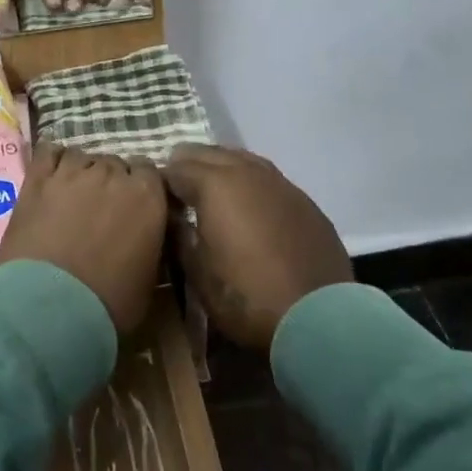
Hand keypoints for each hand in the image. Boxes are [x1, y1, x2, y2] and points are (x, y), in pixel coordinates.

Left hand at [0, 143, 167, 333]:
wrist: (51, 307)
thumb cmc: (109, 302)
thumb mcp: (149, 277)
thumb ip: (151, 241)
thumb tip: (146, 234)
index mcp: (147, 196)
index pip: (150, 172)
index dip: (141, 189)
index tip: (133, 208)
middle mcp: (113, 174)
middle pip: (116, 163)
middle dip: (111, 182)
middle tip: (101, 209)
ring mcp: (73, 172)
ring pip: (83, 156)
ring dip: (83, 172)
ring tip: (73, 196)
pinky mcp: (38, 178)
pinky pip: (49, 152)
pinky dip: (53, 160)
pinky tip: (51, 176)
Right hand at [161, 145, 352, 351]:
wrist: (317, 317)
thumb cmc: (246, 296)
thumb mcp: (197, 273)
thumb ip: (179, 237)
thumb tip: (172, 219)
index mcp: (215, 184)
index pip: (175, 168)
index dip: (161, 183)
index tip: (154, 200)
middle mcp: (247, 172)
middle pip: (209, 153)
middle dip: (189, 166)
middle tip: (178, 192)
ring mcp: (281, 183)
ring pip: (242, 159)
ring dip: (222, 169)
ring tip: (212, 192)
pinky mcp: (305, 202)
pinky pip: (269, 180)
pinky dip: (251, 185)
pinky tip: (251, 207)